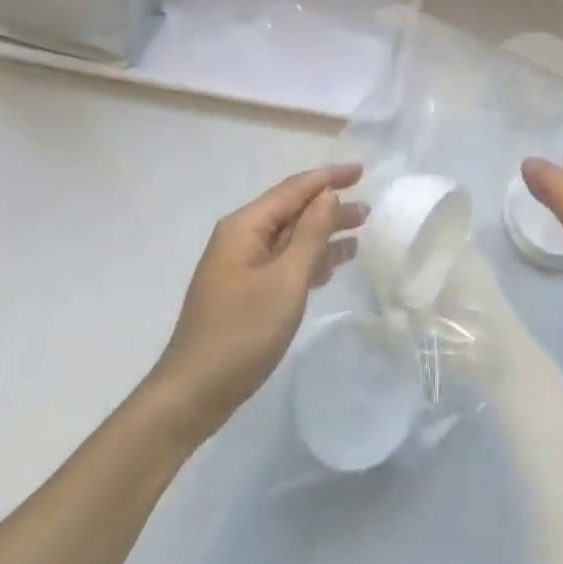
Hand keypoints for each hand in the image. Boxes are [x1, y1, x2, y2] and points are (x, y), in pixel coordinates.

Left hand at [149, 164, 365, 442]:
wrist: (194, 393)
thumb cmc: (242, 333)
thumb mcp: (285, 280)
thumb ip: (310, 234)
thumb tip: (327, 195)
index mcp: (245, 226)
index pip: (293, 189)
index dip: (328, 178)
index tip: (361, 170)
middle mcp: (241, 238)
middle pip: (292, 211)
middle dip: (329, 207)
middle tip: (368, 209)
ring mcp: (241, 266)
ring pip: (290, 238)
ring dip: (323, 233)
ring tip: (361, 231)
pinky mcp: (245, 291)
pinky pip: (284, 262)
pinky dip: (310, 259)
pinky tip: (334, 263)